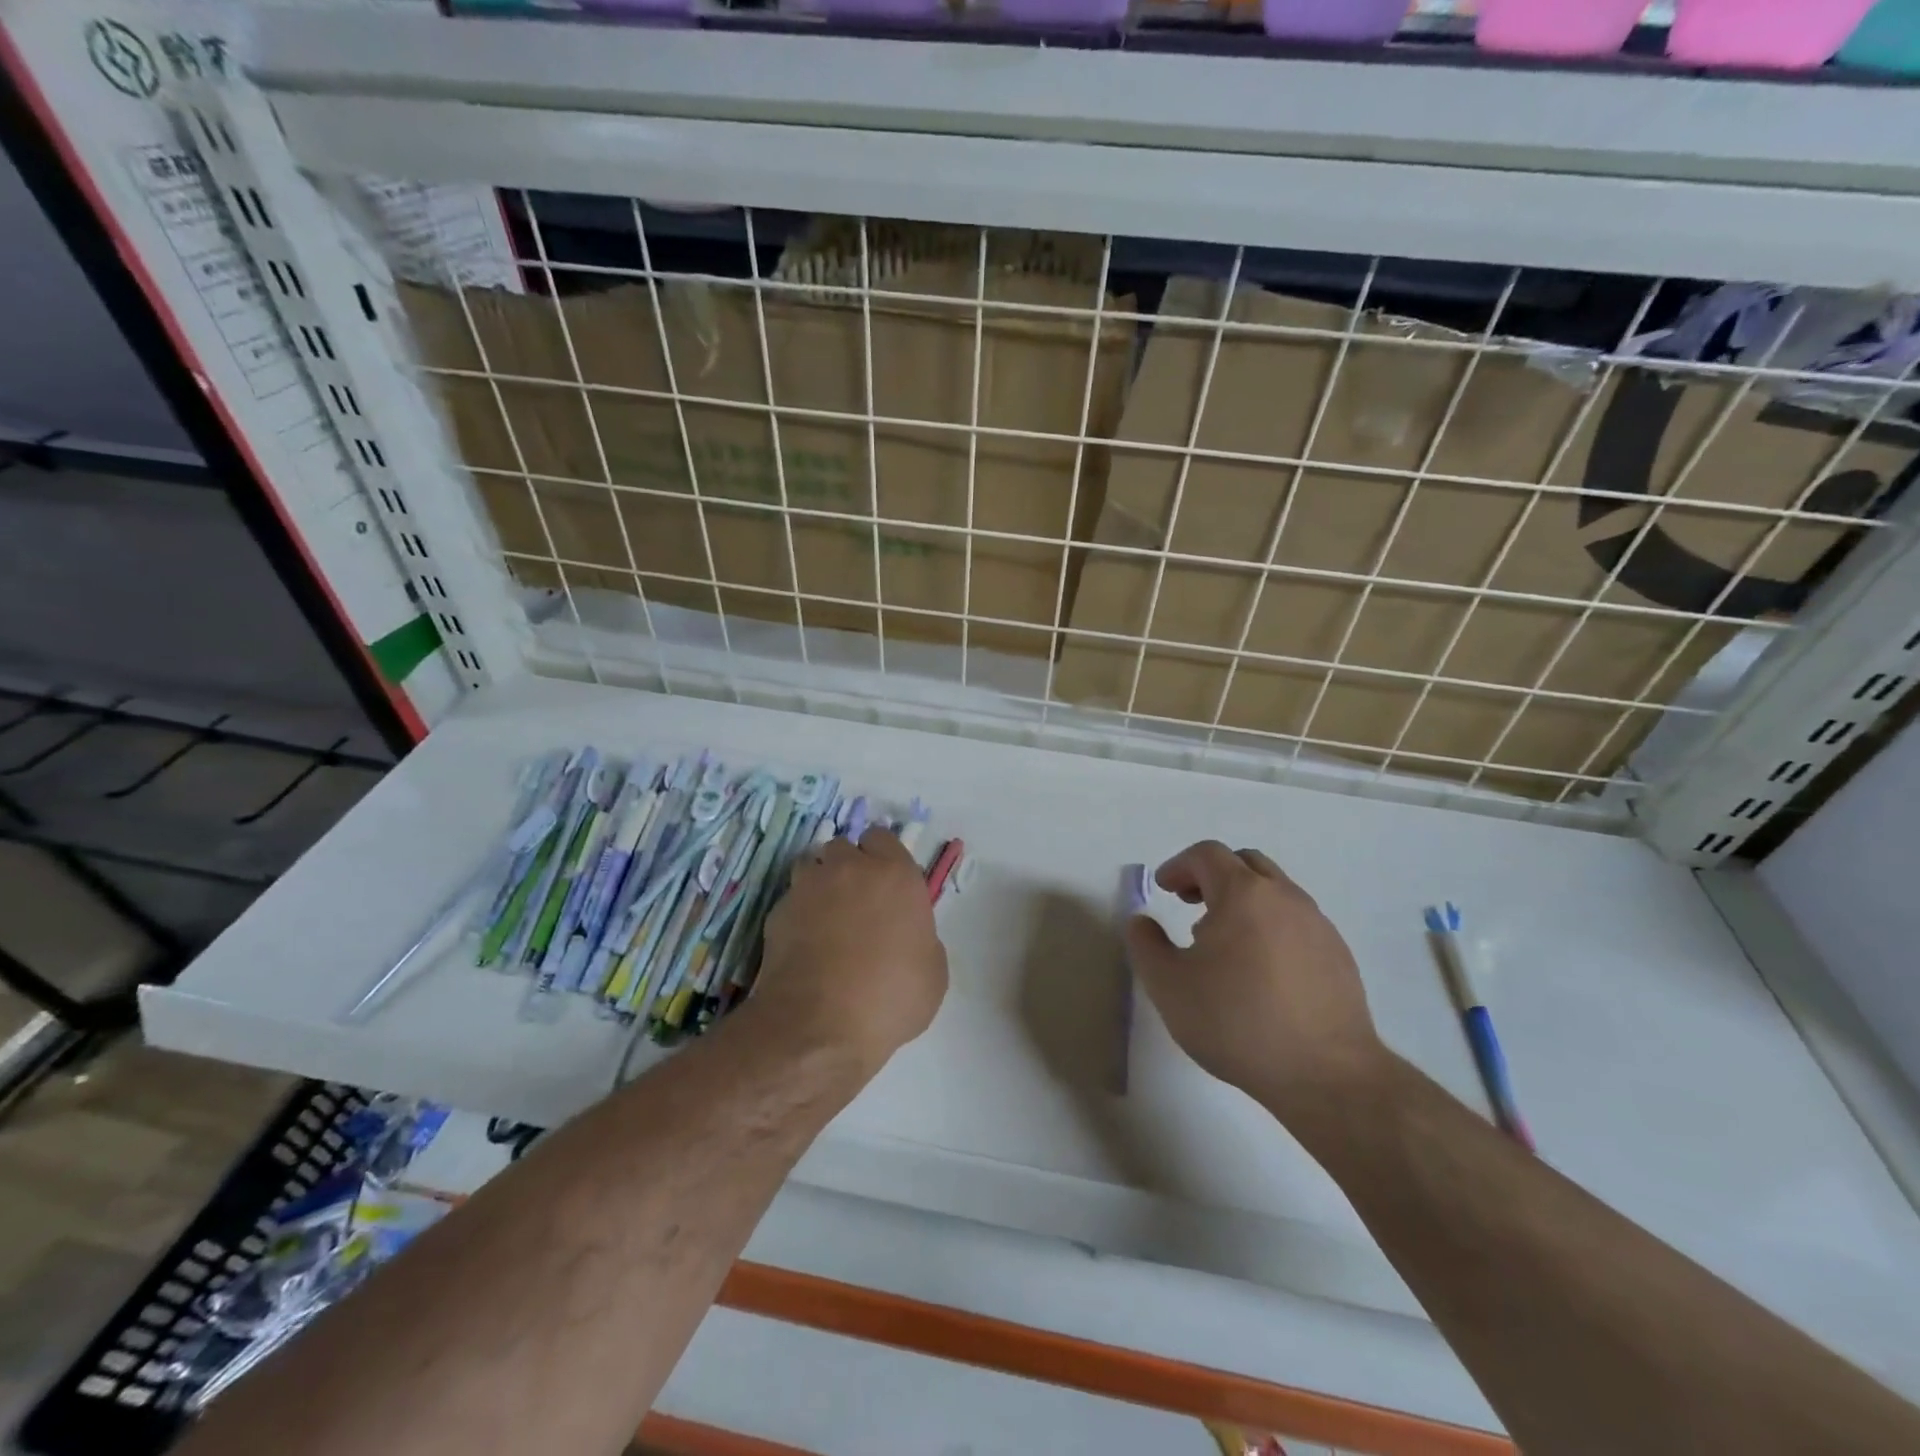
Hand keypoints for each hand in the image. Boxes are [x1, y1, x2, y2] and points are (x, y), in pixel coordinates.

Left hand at [750, 827, 948, 1076]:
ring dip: (819, 883)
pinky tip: (804, 945)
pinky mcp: (777, 912)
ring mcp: (808, 887)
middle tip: (856, 903)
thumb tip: (907, 936)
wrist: (820, 1027)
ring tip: (825, 919)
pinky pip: (791, 899)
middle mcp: (850, 869)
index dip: (883, 859)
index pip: (883, 838)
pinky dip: (797, 914)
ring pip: (811, 866)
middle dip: (849, 867)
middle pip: (844, 848)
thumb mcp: (933, 972)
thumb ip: (922, 937)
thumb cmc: (890, 998)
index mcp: (895, 874)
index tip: (885, 886)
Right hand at [1125, 840, 1387, 1122]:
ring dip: (1243, 901)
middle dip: (1212, 875)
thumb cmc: (1236, 1022)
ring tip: (1223, 942)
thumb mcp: (1168, 986)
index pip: (1207, 855)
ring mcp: (1318, 925)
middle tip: (1189, 903)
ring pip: (1275, 892)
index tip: (1163, 888)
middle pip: (1245, 863)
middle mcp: (1285, 897)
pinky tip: (1260, 970)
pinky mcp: (1339, 955)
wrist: (1326, 1075)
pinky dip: (1270, 926)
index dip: (1179, 865)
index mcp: (1243, 894)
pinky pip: (1296, 922)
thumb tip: (1142, 922)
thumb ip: (1145, 945)